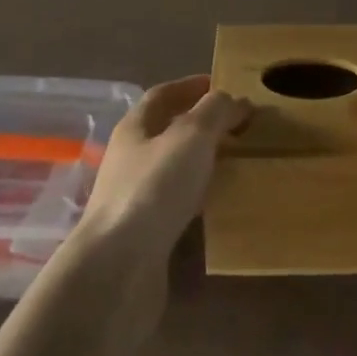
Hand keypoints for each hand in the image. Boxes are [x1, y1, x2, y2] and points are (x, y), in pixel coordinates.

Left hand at [79, 74, 248, 268]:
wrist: (119, 269)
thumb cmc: (154, 188)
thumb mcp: (192, 136)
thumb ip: (216, 111)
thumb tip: (235, 99)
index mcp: (134, 128)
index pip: (162, 95)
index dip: (191, 87)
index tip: (223, 86)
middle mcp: (129, 159)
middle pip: (166, 132)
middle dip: (200, 125)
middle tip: (238, 126)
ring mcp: (133, 199)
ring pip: (172, 170)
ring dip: (200, 163)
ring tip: (236, 164)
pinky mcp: (143, 236)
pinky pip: (175, 206)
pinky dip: (197, 199)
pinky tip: (218, 205)